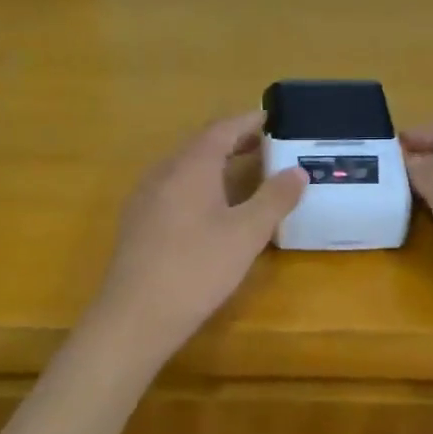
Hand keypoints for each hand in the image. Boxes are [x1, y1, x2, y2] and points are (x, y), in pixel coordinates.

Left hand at [83, 112, 306, 364]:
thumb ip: (274, 198)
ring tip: (243, 173)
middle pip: (202, 144)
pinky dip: (198, 184)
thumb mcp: (246, 234)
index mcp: (191, 165)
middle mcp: (164, 171)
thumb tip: (297, 171)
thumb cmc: (197, 268)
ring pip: (185, 166)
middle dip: (234, 141)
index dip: (249, 121)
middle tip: (266, 145)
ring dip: (215, 163)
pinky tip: (210, 208)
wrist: (135, 315)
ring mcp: (145, 196)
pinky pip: (173, 187)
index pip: (223, 128)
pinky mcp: (137, 221)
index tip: (273, 117)